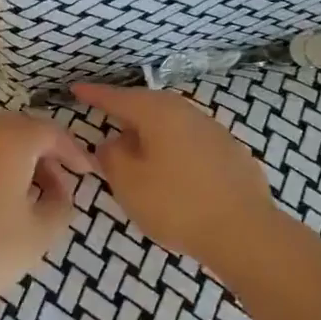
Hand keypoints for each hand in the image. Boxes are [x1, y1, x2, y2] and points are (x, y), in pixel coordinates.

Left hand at [0, 112, 94, 319]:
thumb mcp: (40, 234)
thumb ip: (60, 205)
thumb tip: (58, 192)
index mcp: (9, 142)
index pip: (50, 131)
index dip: (72, 150)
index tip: (85, 173)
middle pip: (16, 130)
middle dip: (40, 151)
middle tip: (54, 182)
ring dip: (9, 162)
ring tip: (19, 198)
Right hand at [71, 83, 275, 268]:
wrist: (244, 231)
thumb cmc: (176, 203)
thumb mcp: (129, 183)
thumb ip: (112, 157)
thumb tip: (113, 143)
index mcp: (158, 112)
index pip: (118, 97)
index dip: (95, 94)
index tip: (76, 88)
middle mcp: (187, 112)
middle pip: (149, 106)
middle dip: (126, 113)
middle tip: (106, 120)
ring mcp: (213, 130)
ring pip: (172, 123)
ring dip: (151, 133)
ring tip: (136, 150)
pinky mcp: (230, 153)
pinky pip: (190, 142)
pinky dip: (173, 149)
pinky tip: (172, 171)